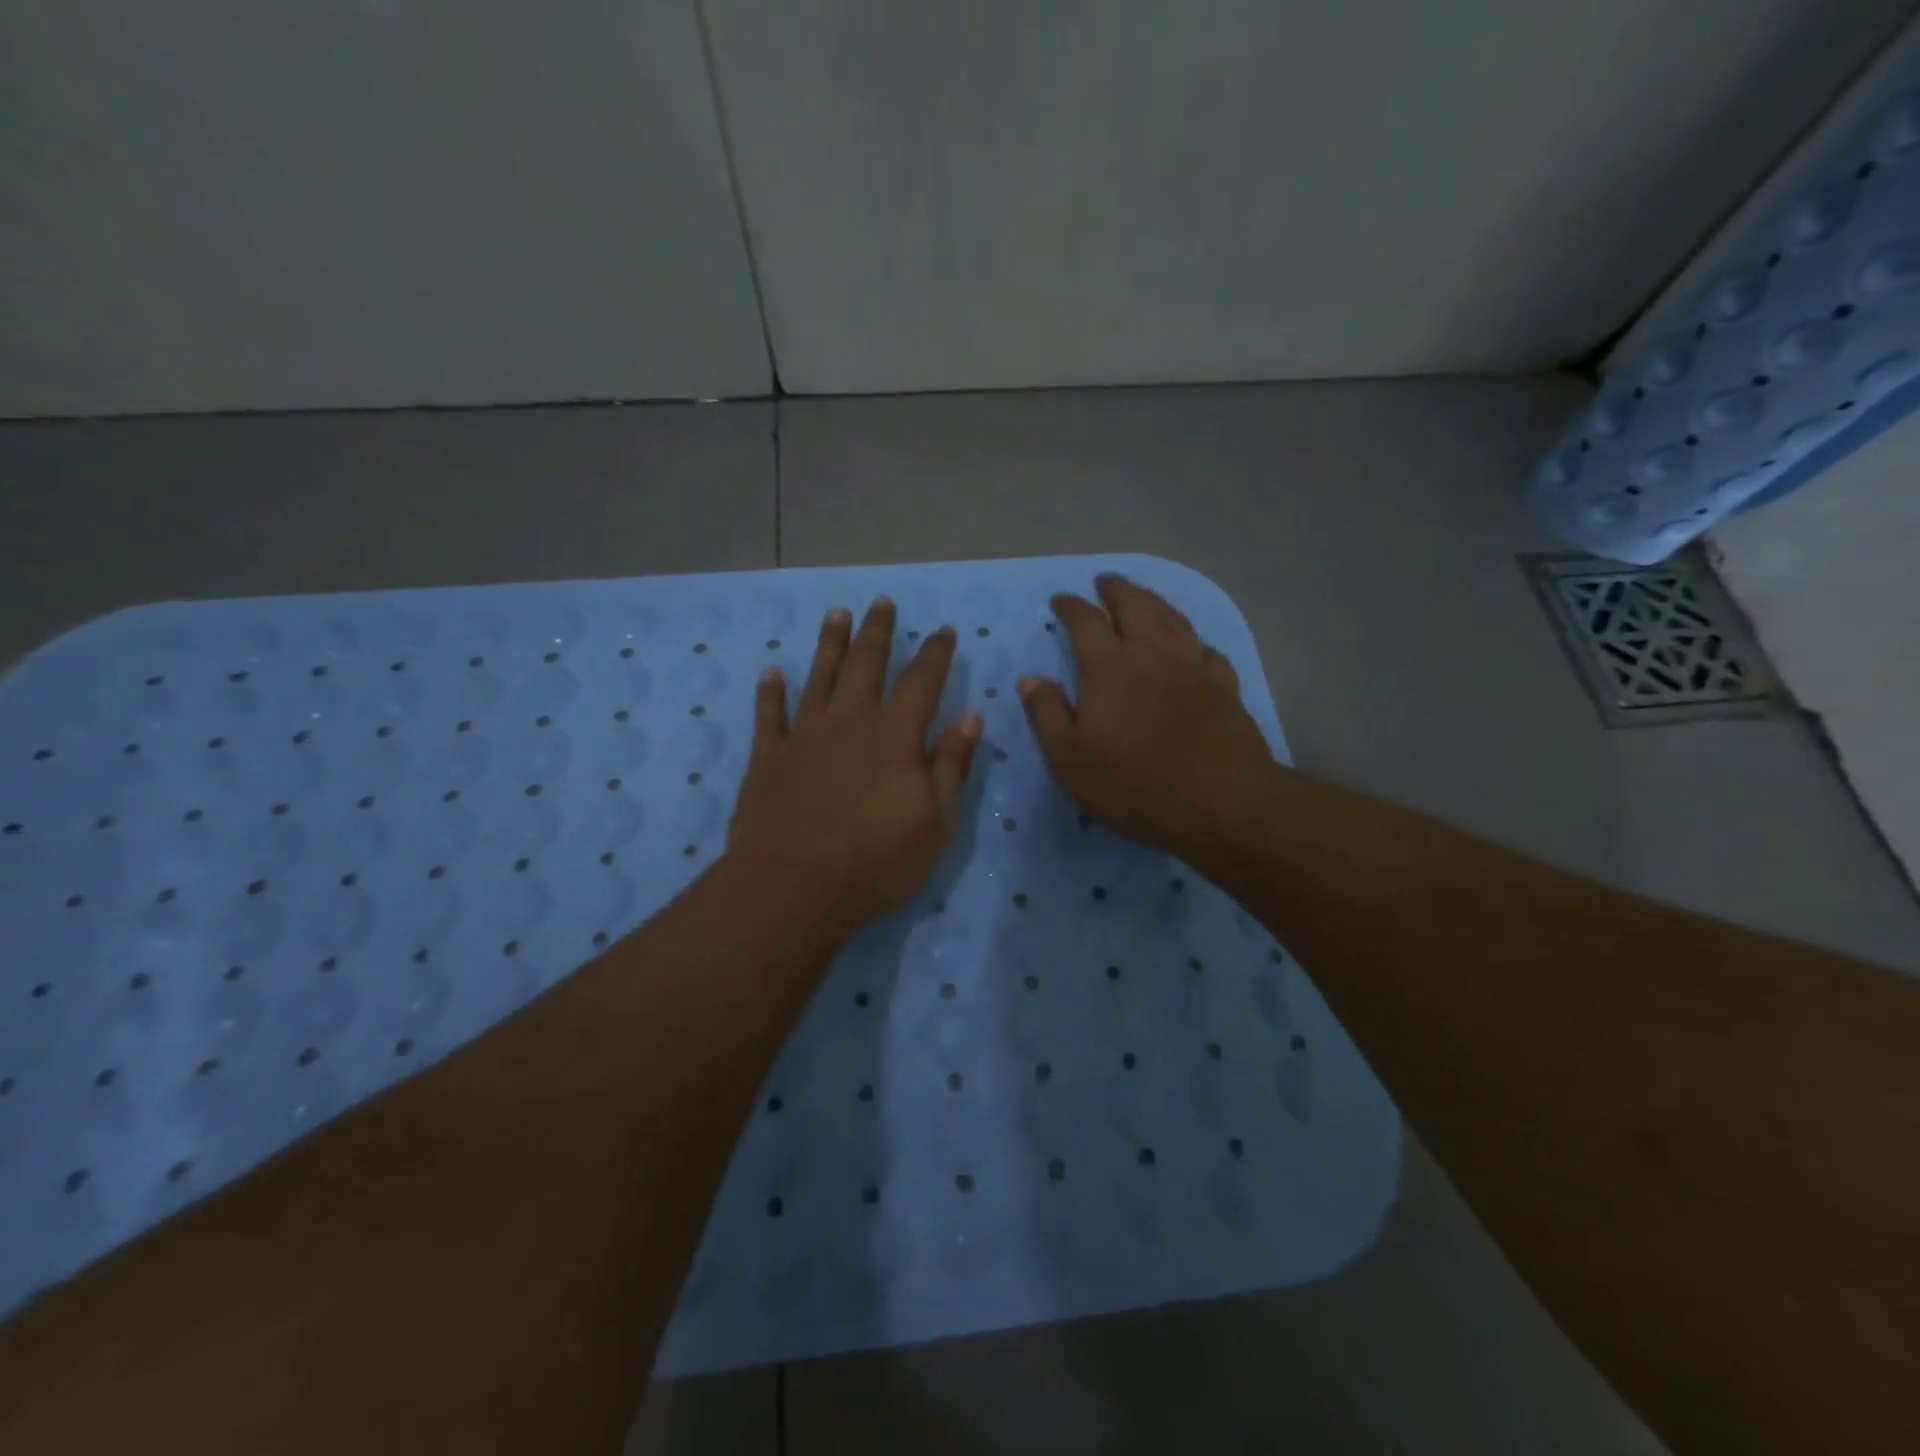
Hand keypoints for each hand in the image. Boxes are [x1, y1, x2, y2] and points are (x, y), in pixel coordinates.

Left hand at [727, 598, 982, 940]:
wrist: (794, 887)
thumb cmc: (876, 861)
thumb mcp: (936, 821)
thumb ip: (952, 765)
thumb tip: (972, 716)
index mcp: (895, 736)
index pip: (922, 681)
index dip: (935, 653)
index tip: (944, 629)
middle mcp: (850, 722)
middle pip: (866, 664)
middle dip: (878, 631)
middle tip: (882, 602)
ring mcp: (805, 736)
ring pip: (819, 676)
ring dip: (829, 643)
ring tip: (836, 613)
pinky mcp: (768, 757)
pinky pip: (769, 714)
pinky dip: (771, 691)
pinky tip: (772, 671)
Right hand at [1020, 575, 1274, 868]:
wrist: (1218, 802)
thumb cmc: (1132, 783)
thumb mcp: (1069, 758)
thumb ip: (1047, 713)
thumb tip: (1030, 678)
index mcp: (1109, 666)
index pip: (1085, 621)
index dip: (1070, 606)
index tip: (1060, 600)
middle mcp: (1152, 653)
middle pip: (1134, 605)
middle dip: (1116, 589)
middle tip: (1105, 581)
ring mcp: (1193, 666)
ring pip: (1173, 618)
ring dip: (1154, 601)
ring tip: (1143, 597)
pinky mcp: (1224, 686)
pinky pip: (1208, 650)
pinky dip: (1194, 642)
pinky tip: (1193, 647)